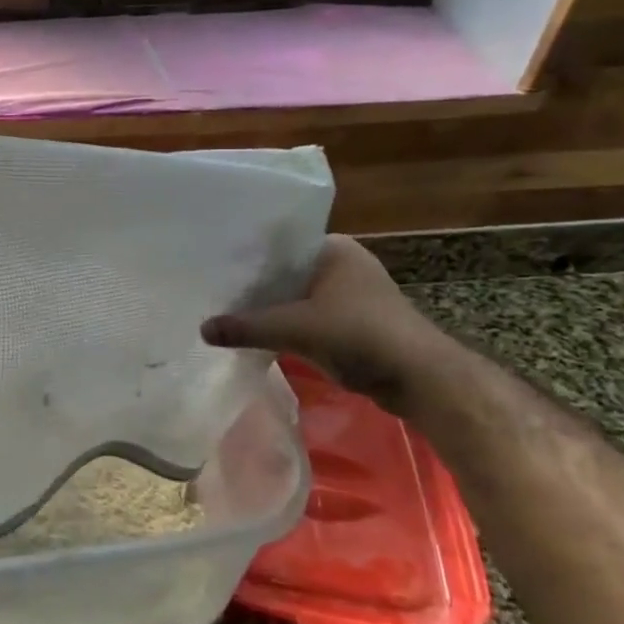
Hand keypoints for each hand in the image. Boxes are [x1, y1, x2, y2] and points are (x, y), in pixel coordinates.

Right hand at [201, 236, 441, 411]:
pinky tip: (260, 335)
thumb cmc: (360, 334)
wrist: (421, 378)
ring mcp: (351, 294)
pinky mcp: (354, 323)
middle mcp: (343, 264)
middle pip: (285, 272)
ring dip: (272, 308)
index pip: (278, 244)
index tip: (214, 267)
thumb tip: (201, 329)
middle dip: (255, 286)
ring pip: (297, 297)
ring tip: (229, 314)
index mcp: (334, 248)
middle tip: (214, 293)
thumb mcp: (296, 328)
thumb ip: (248, 327)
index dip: (246, 257)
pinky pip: (309, 317)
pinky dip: (288, 326)